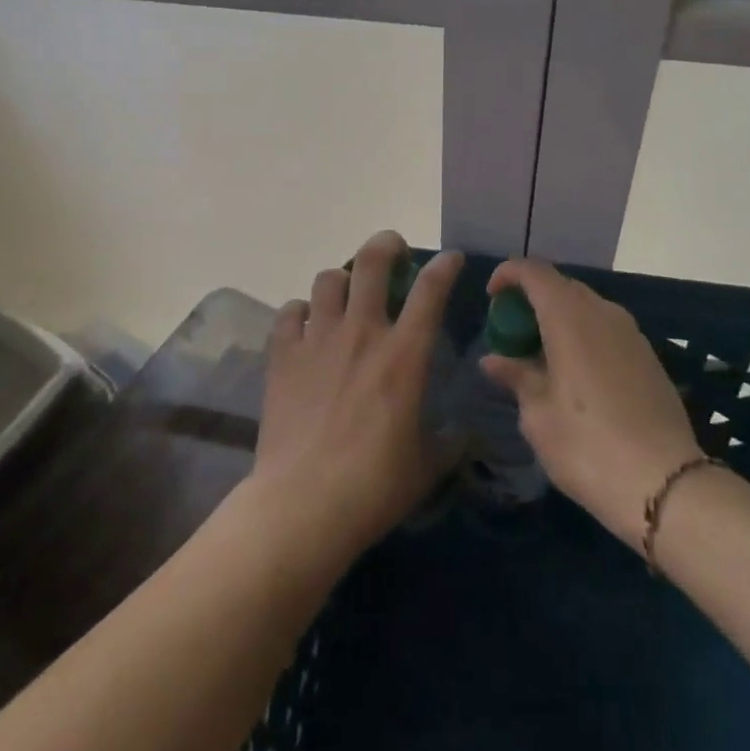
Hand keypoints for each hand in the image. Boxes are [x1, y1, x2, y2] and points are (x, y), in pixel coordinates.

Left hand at [249, 232, 463, 570]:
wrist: (303, 505)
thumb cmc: (374, 486)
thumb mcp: (427, 466)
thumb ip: (451, 442)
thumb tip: (467, 434)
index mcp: (404, 354)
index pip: (430, 290)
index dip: (443, 266)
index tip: (449, 259)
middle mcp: (362, 332)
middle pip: (372, 262)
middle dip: (387, 245)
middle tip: (393, 252)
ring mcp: (318, 340)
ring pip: (328, 280)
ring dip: (342, 281)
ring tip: (346, 296)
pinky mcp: (283, 356)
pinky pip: (289, 312)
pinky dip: (300, 313)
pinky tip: (305, 328)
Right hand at [480, 259, 701, 547]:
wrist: (666, 484)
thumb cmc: (587, 445)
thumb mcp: (538, 415)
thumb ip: (516, 377)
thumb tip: (493, 360)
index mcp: (569, 317)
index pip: (534, 271)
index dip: (508, 274)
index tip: (492, 299)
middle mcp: (602, 312)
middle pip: (561, 286)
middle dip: (533, 299)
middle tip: (513, 333)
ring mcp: (630, 333)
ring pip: (587, 307)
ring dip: (559, 319)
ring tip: (541, 357)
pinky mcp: (648, 356)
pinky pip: (606, 329)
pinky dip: (583, 336)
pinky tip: (576, 375)